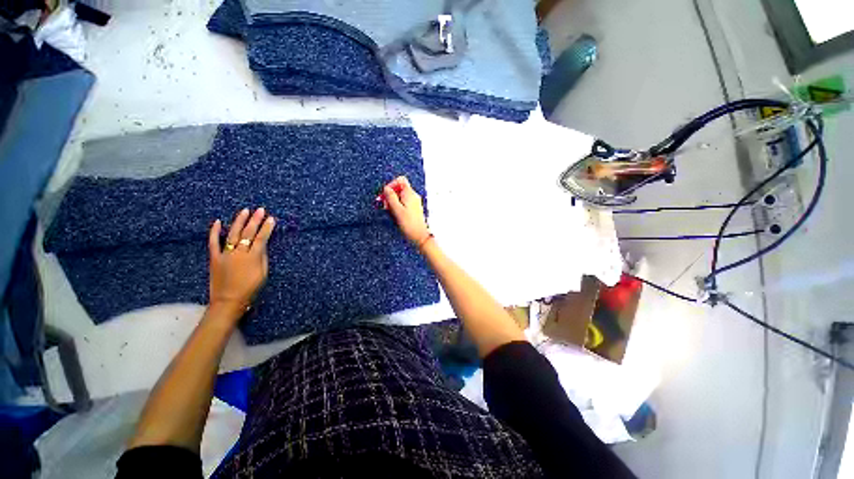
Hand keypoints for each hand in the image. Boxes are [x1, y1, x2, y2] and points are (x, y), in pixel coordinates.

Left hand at [208, 208, 275, 317]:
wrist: (228, 300)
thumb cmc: (250, 288)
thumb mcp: (263, 274)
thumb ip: (263, 258)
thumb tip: (262, 245)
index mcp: (253, 257)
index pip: (261, 238)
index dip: (267, 228)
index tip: (271, 218)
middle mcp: (239, 253)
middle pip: (248, 233)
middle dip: (255, 220)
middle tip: (260, 210)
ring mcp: (225, 254)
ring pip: (233, 234)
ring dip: (239, 222)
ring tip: (244, 211)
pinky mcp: (214, 258)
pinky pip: (213, 242)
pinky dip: (215, 232)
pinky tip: (218, 222)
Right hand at [382, 176, 430, 246]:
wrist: (419, 236)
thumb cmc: (409, 224)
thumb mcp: (397, 210)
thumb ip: (391, 197)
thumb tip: (386, 188)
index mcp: (410, 194)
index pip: (400, 180)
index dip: (391, 185)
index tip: (385, 195)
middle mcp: (413, 196)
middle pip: (399, 189)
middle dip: (390, 195)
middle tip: (386, 206)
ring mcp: (414, 203)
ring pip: (400, 197)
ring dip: (393, 202)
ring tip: (390, 212)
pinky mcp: (414, 209)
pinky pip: (404, 203)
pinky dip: (398, 207)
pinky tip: (396, 215)